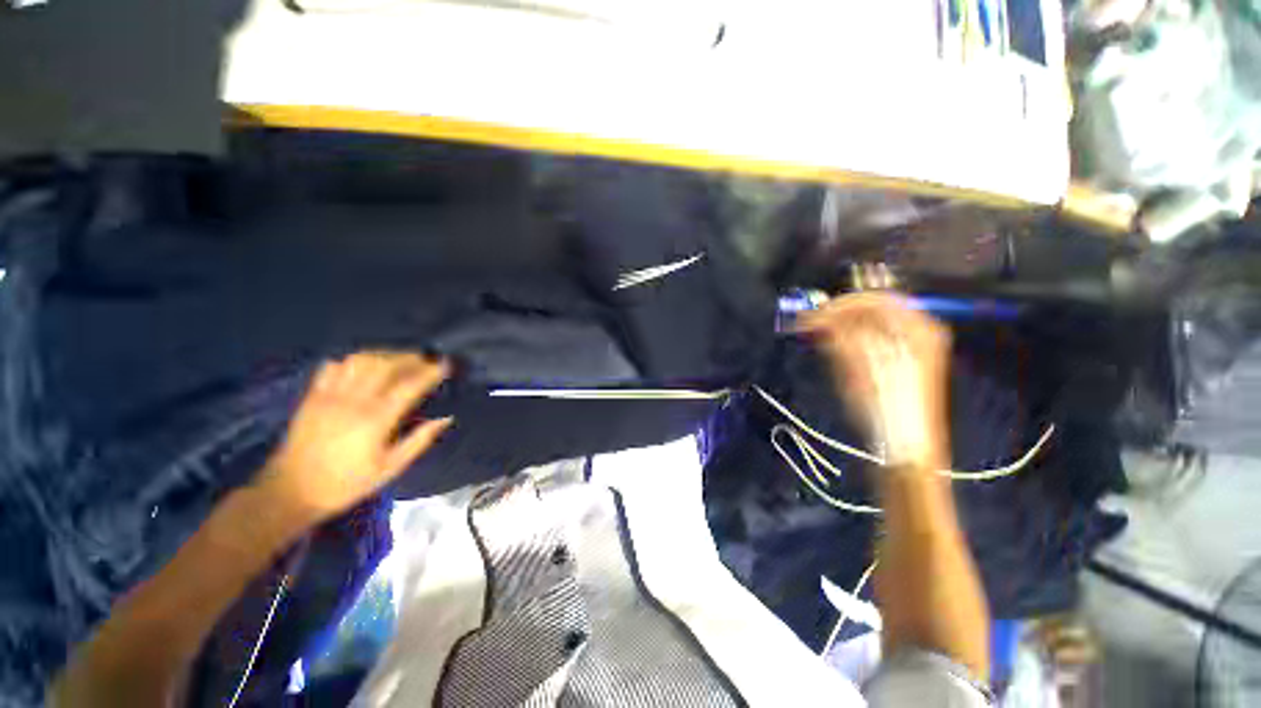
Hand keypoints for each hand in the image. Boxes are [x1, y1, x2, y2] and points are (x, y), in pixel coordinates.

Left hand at [258, 352, 452, 524]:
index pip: (410, 385)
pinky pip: (333, 367)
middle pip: (386, 365)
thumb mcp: (390, 468)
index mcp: (376, 420)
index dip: (431, 372)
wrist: (290, 492)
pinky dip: (352, 361)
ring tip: (399, 359)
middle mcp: (354, 401)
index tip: (446, 365)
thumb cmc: (346, 483)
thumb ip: (419, 441)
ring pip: (360, 361)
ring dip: (384, 355)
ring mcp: (330, 396)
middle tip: (426, 359)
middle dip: (410, 357)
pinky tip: (363, 366)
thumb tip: (445, 418)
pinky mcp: (312, 397)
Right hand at [798, 293, 950, 470]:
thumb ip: (839, 333)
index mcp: (916, 328)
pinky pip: (870, 340)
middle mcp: (917, 333)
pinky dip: (848, 340)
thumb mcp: (858, 364)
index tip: (813, 313)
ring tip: (816, 334)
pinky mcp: (897, 364)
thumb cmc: (885, 405)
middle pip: (873, 310)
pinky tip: (832, 346)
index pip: (875, 299)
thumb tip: (817, 315)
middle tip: (810, 323)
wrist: (904, 446)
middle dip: (838, 314)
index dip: (841, 304)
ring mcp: (909, 349)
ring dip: (840, 326)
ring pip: (869, 325)